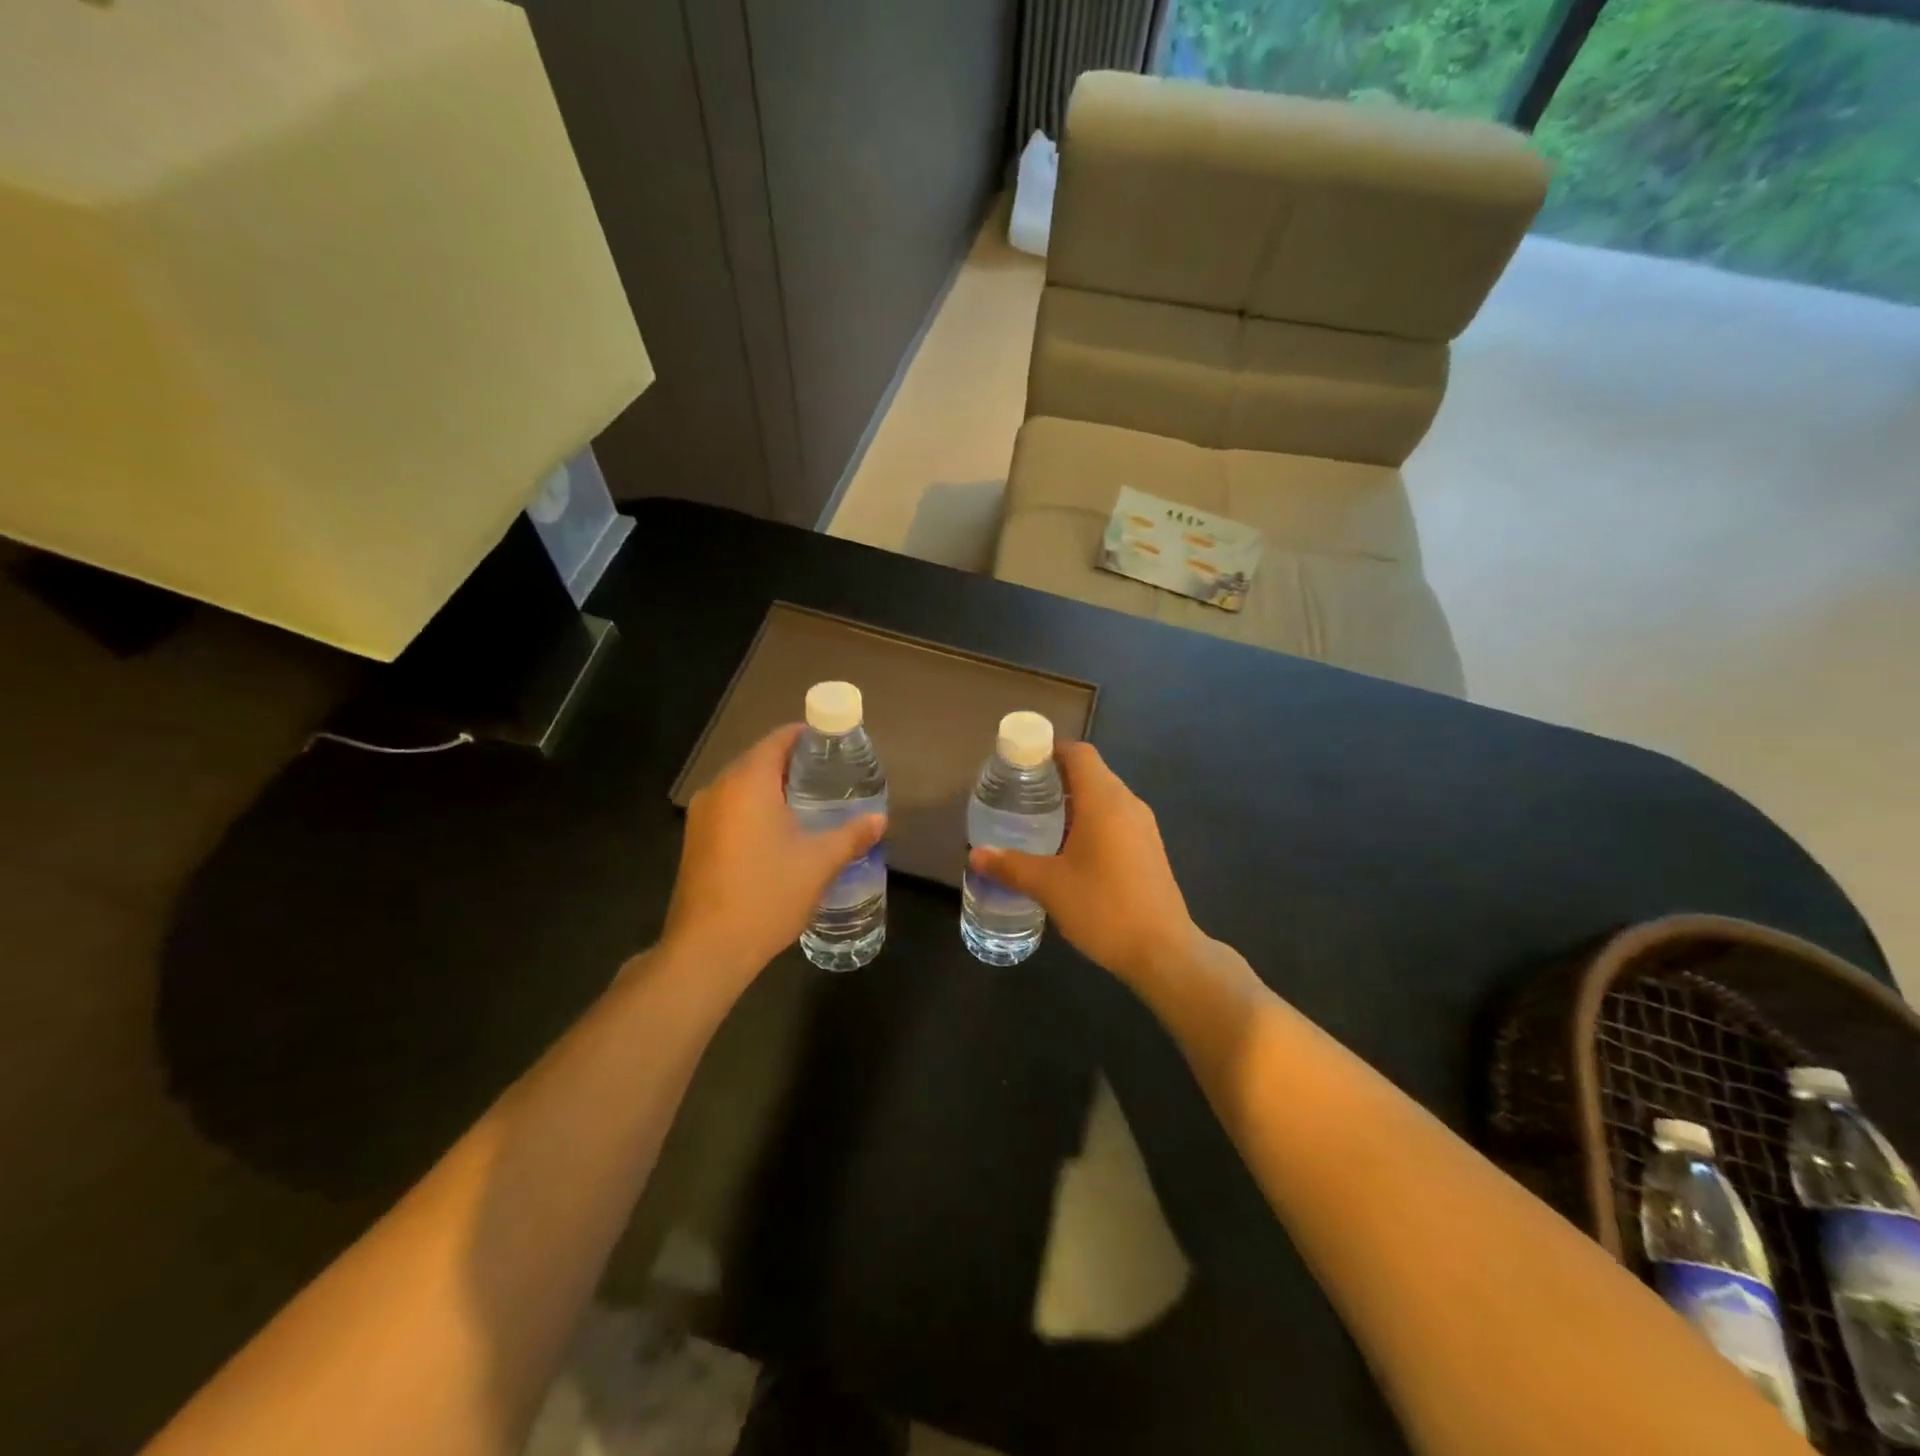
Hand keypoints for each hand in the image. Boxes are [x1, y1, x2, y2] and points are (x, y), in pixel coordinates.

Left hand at [662, 724, 885, 983]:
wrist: (707, 950)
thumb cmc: (767, 895)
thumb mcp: (819, 863)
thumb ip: (852, 835)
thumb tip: (880, 819)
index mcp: (748, 782)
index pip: (779, 739)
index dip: (809, 737)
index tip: (837, 748)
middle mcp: (719, 789)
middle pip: (760, 760)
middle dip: (795, 765)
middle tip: (832, 778)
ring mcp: (701, 816)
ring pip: (743, 786)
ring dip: (774, 789)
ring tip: (811, 805)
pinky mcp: (696, 841)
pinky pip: (731, 809)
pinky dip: (756, 809)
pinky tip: (780, 834)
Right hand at [967, 741, 1200, 985]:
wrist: (1163, 951)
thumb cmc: (1104, 907)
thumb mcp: (1049, 886)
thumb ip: (1010, 866)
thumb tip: (975, 855)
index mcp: (1104, 801)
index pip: (1079, 753)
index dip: (1050, 749)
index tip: (1021, 761)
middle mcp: (1128, 804)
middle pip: (1091, 772)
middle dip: (1057, 777)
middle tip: (1021, 792)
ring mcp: (1143, 827)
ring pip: (1104, 797)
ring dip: (1074, 801)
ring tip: (1039, 819)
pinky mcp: (1148, 849)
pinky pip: (1115, 819)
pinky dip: (1090, 820)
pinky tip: (1068, 849)